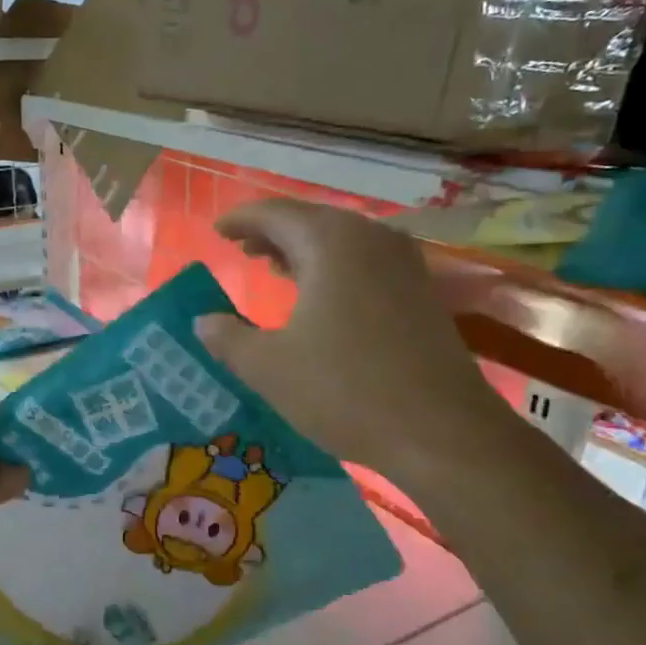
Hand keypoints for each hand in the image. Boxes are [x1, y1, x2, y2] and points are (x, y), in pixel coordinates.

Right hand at [195, 200, 516, 479]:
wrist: (441, 431)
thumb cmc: (344, 390)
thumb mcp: (269, 368)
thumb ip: (228, 338)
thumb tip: (204, 321)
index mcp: (331, 242)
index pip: (275, 213)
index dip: (241, 220)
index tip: (216, 231)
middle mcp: (371, 238)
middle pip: (311, 221)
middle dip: (273, 233)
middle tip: (241, 249)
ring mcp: (404, 263)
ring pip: (342, 241)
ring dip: (303, 250)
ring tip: (273, 267)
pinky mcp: (421, 292)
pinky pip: (365, 262)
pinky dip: (333, 268)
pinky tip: (320, 296)